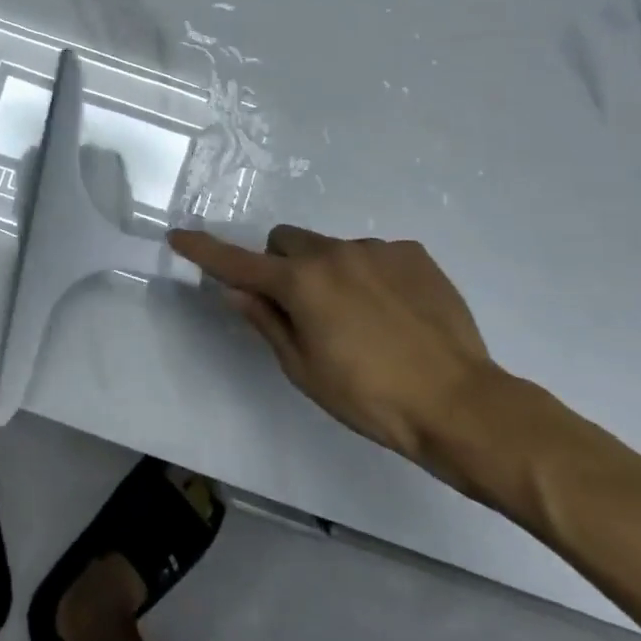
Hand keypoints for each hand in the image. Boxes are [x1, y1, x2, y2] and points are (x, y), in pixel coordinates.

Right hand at [167, 225, 497, 468]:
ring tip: (363, 320)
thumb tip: (236, 291)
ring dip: (330, 273)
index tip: (178, 236)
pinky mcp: (413, 254)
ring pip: (332, 249)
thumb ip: (267, 322)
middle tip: (302, 308)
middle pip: (287, 241)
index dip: (205, 251)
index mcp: (301, 283)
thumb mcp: (305, 370)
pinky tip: (396, 314)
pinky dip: (371, 276)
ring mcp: (377, 249)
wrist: (462, 404)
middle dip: (282, 265)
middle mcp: (334, 253)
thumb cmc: (371, 398)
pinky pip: (374, 255)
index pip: (238, 262)